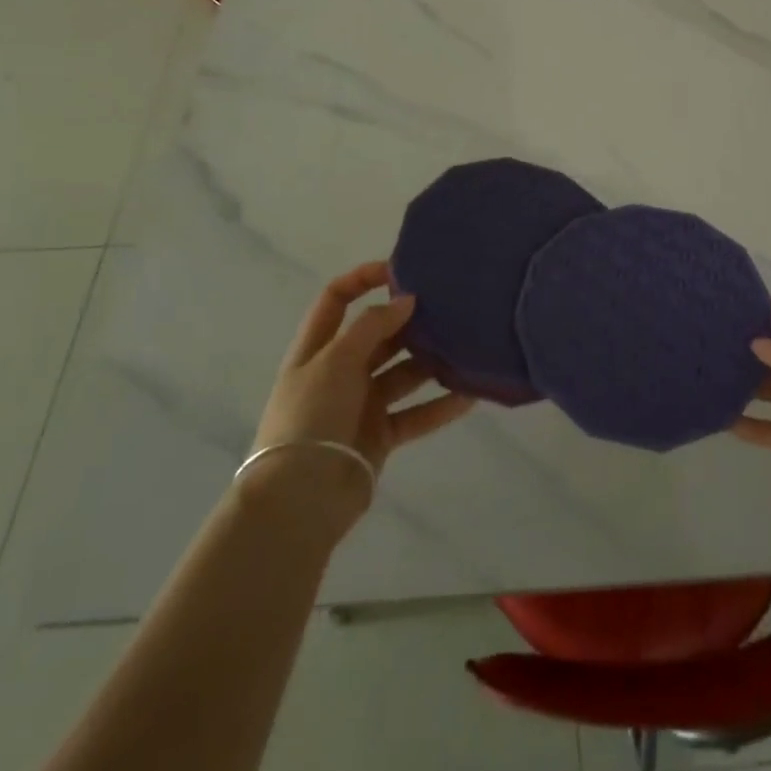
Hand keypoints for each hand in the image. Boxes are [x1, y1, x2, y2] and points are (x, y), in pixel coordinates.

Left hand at [251, 262, 474, 530]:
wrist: (300, 499)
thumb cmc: (311, 416)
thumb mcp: (335, 360)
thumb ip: (372, 326)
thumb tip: (407, 300)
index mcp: (317, 348)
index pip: (337, 299)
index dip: (363, 279)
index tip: (401, 270)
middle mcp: (339, 371)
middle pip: (377, 335)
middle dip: (408, 320)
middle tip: (447, 306)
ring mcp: (360, 404)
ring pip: (402, 373)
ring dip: (430, 362)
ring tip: (465, 346)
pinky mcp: (380, 435)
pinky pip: (416, 414)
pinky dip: (440, 405)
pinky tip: (470, 394)